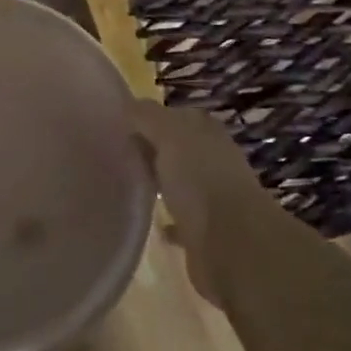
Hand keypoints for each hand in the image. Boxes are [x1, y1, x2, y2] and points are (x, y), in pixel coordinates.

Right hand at [130, 100, 279, 310]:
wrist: (232, 246)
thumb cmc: (200, 180)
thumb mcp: (169, 135)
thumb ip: (147, 117)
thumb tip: (128, 105)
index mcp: (208, 134)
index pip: (179, 116)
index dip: (152, 118)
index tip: (121, 125)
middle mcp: (214, 162)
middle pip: (179, 149)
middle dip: (153, 149)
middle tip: (117, 154)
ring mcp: (213, 198)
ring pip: (181, 183)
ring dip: (162, 183)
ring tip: (128, 185)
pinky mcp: (206, 233)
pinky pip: (182, 220)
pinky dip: (167, 219)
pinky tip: (148, 221)